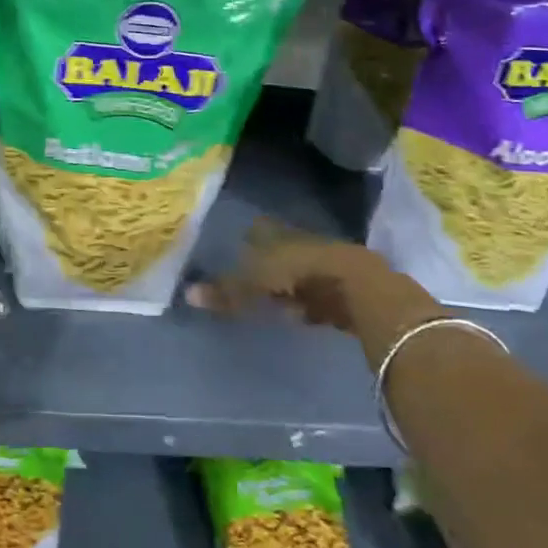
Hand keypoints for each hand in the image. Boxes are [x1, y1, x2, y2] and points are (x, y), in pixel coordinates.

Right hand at [191, 218, 444, 360]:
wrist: (359, 288)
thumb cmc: (301, 274)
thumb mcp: (256, 283)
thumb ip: (227, 290)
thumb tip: (188, 294)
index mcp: (279, 236)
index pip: (259, 232)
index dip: (248, 239)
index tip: (236, 245)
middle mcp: (302, 245)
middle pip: (280, 251)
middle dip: (268, 262)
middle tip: (251, 273)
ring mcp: (326, 267)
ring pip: (300, 274)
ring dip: (289, 285)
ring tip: (273, 299)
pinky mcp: (344, 292)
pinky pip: (317, 296)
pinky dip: (307, 304)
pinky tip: (301, 315)